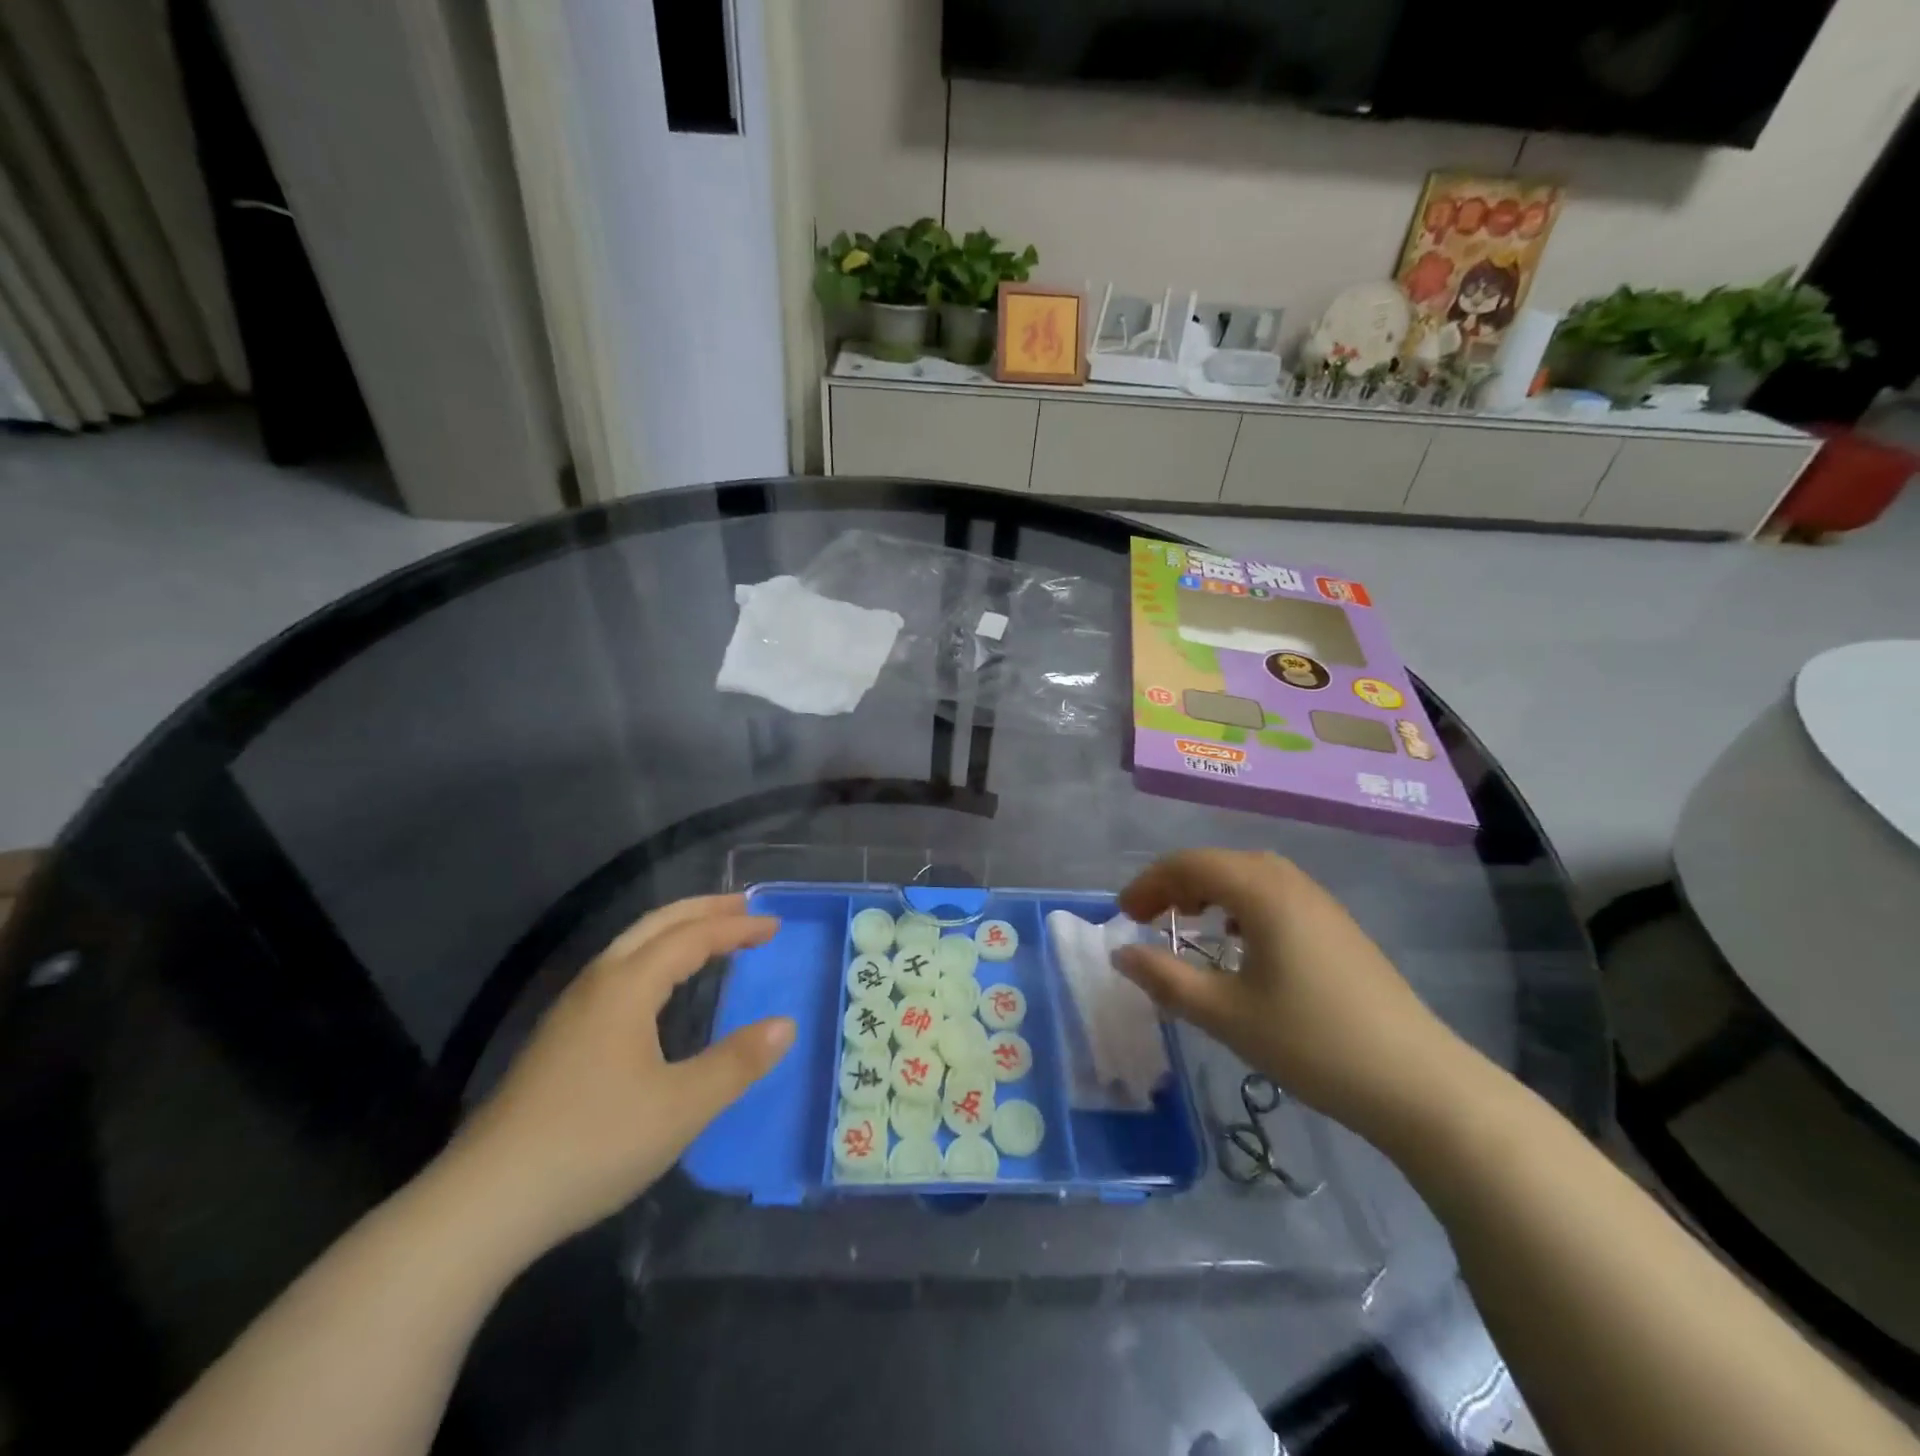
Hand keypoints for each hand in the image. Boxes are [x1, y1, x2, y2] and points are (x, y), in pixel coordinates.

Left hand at [439, 894, 792, 1254]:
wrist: (483, 1204)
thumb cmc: (593, 1144)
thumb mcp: (682, 1107)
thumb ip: (737, 1062)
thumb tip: (786, 1025)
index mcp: (627, 986)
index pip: (692, 937)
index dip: (736, 928)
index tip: (775, 926)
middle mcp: (597, 984)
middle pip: (655, 925)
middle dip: (703, 910)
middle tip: (745, 907)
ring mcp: (569, 1010)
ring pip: (630, 946)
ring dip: (675, 931)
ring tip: (708, 936)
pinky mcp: (556, 1039)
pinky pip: (616, 971)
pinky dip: (653, 957)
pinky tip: (656, 989)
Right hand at [1113, 850, 1467, 1136]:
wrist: (1418, 1083)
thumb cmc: (1312, 1043)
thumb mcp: (1225, 1014)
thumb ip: (1165, 978)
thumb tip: (1122, 952)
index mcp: (1262, 892)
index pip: (1189, 864)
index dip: (1149, 883)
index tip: (1123, 916)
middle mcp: (1291, 882)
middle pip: (1218, 862)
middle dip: (1175, 885)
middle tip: (1149, 920)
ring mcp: (1320, 902)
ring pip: (1248, 876)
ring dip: (1209, 891)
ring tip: (1188, 924)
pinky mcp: (1337, 927)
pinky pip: (1274, 895)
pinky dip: (1240, 905)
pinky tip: (1241, 943)